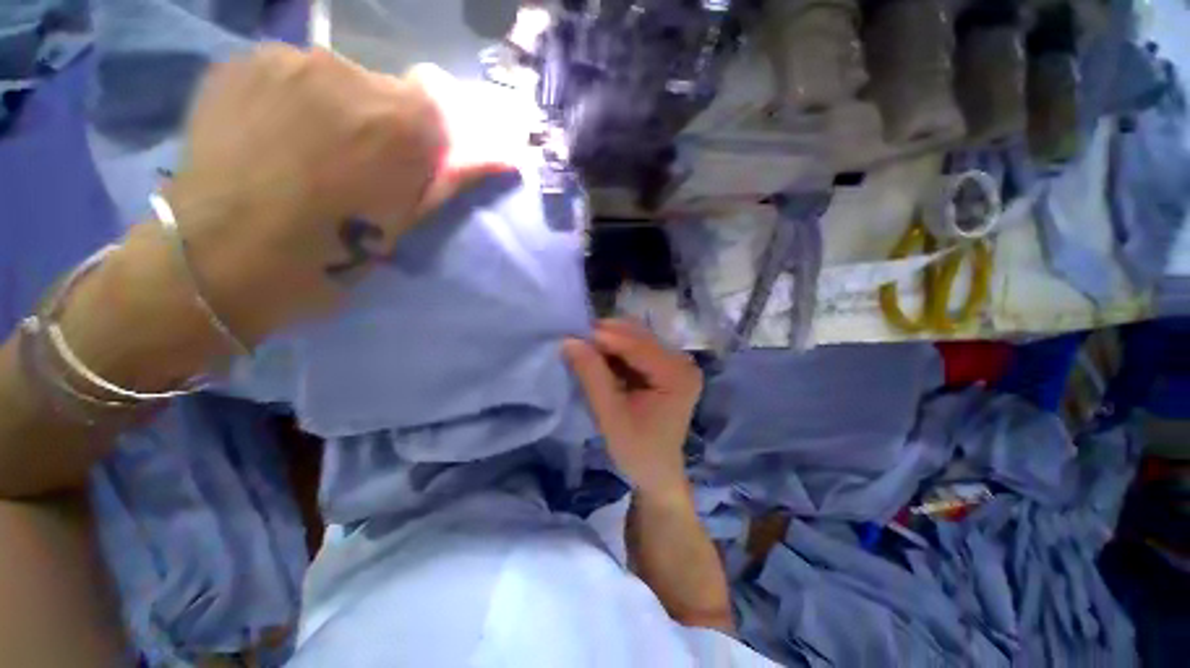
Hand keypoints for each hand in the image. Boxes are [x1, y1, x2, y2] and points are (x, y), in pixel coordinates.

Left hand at [162, 44, 508, 343]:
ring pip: (332, 79)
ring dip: (330, 109)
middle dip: (377, 123)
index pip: (436, 103)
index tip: (403, 163)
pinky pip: (286, 74)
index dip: (422, 135)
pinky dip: (287, 100)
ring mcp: (289, 59)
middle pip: (382, 89)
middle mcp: (350, 73)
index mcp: (402, 123)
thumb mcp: (407, 224)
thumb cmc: (331, 254)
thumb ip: (451, 179)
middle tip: (348, 166)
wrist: (223, 258)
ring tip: (300, 153)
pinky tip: (267, 136)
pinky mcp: (241, 60)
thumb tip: (502, 156)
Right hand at [564, 319, 702, 499]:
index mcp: (677, 375)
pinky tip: (598, 356)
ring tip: (583, 347)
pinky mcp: (666, 366)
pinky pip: (636, 348)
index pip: (637, 345)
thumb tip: (569, 341)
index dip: (603, 336)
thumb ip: (592, 375)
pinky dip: (615, 350)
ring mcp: (675, 362)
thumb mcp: (610, 415)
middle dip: (605, 335)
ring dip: (608, 341)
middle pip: (638, 336)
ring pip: (636, 338)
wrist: (657, 472)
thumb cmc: (637, 450)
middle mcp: (682, 361)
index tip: (571, 334)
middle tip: (575, 340)